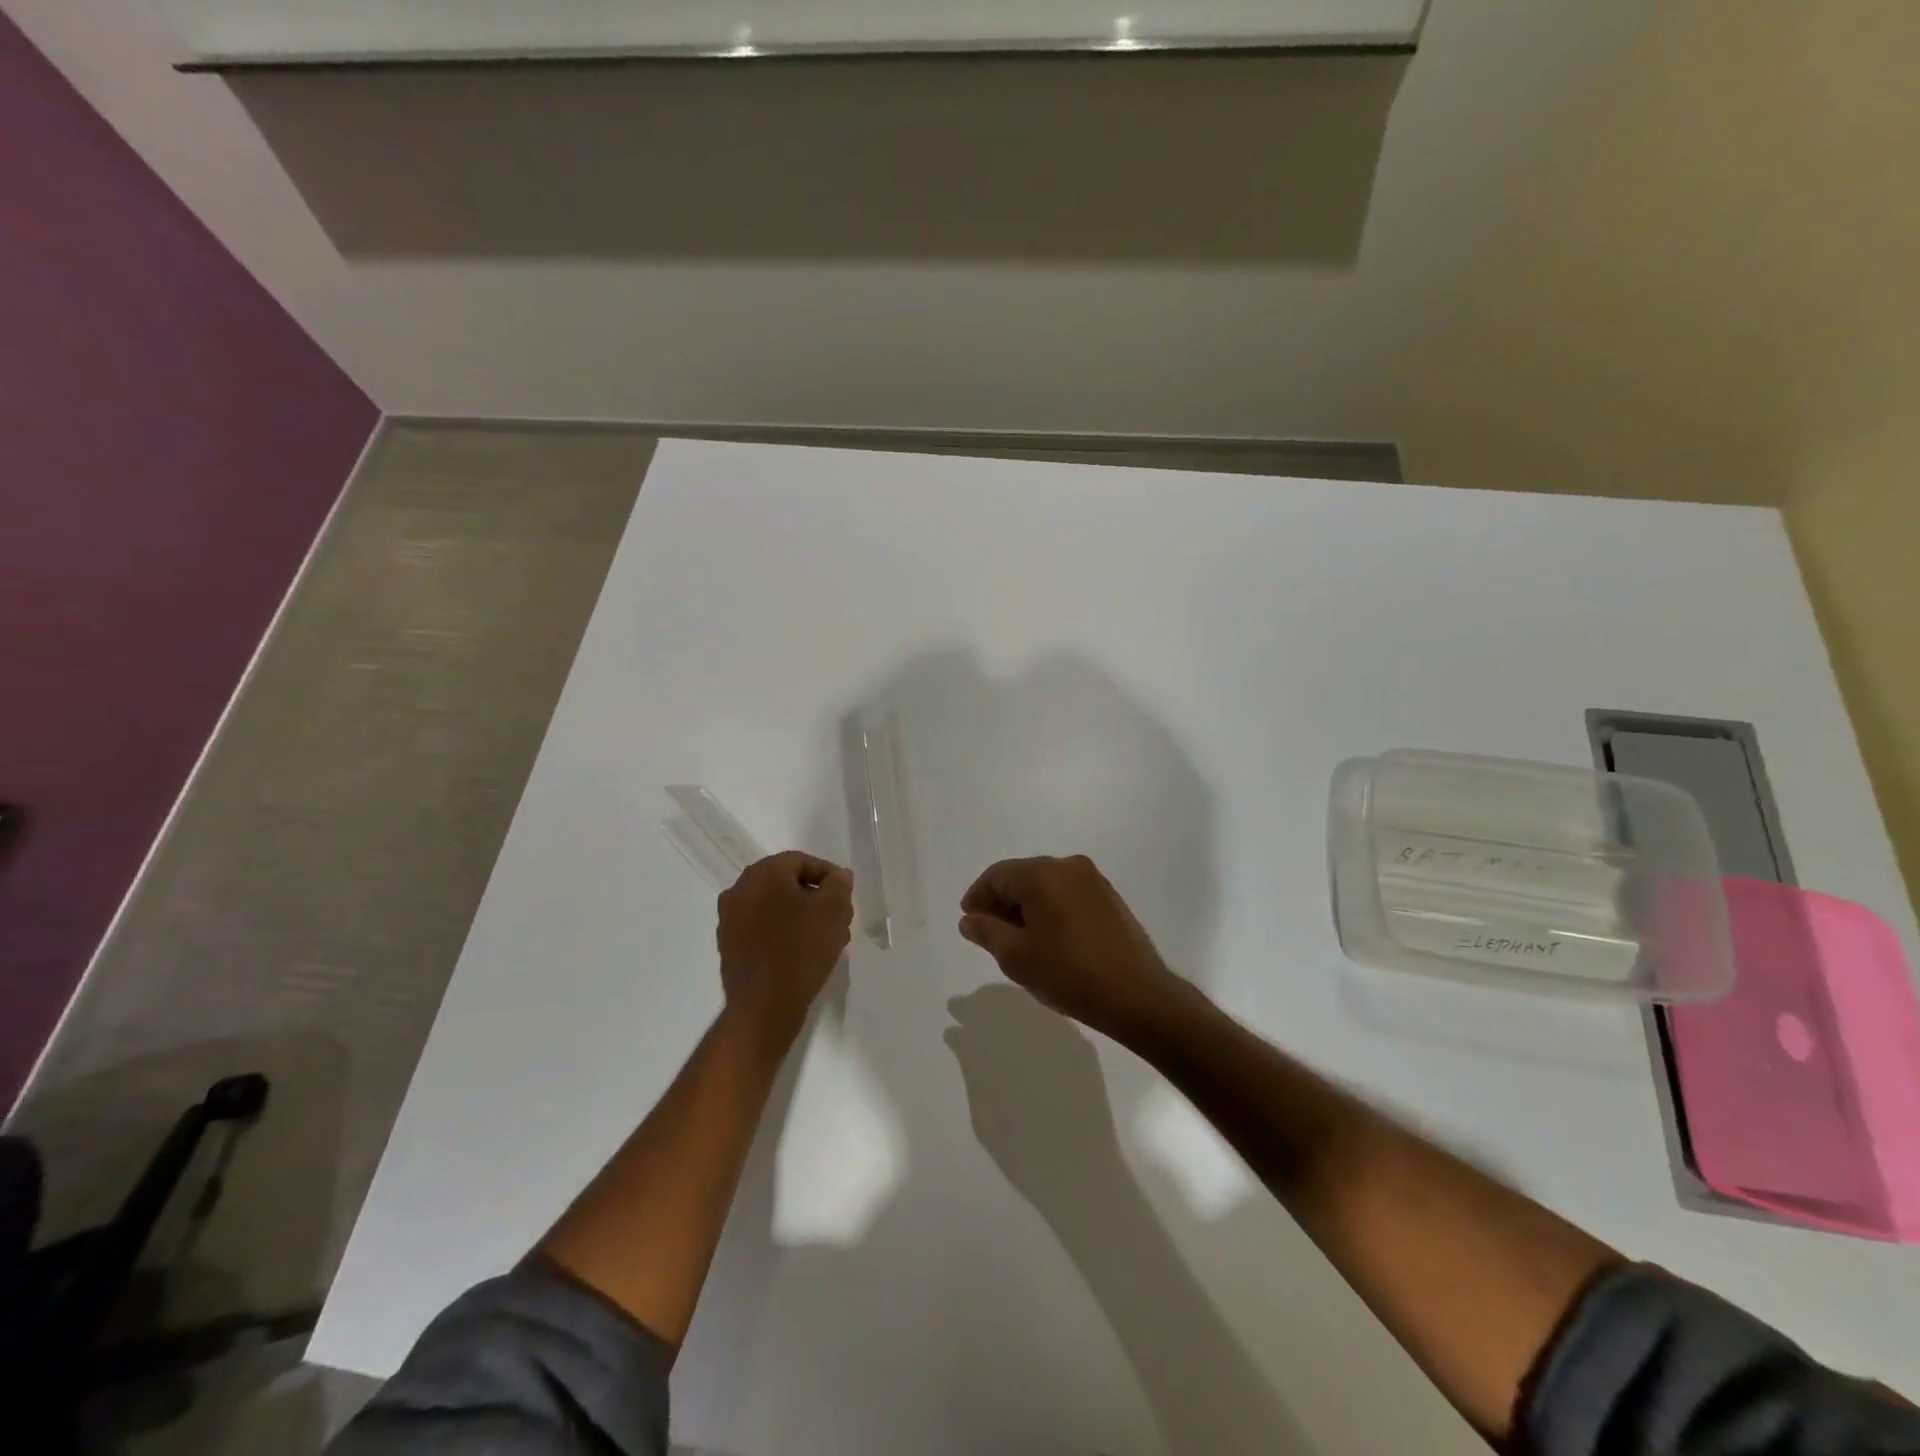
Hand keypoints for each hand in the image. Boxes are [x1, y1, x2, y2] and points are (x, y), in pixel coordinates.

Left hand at [718, 851, 853, 1048]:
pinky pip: (762, 930)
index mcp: (762, 873)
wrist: (764, 1006)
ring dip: (799, 916)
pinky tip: (801, 954)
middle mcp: (739, 890)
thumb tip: (837, 877)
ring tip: (823, 939)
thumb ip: (839, 885)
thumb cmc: (802, 949)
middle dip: (814, 898)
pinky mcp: (728, 947)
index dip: (828, 876)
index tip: (845, 896)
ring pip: (773, 907)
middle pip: (786, 884)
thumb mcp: (834, 910)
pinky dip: (782, 934)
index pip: (801, 861)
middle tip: (837, 918)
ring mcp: (729, 920)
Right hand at [958, 855, 1186, 1040]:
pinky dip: (1050, 910)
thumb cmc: (1068, 973)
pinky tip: (1047, 940)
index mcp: (1043, 873)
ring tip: (1016, 941)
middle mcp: (1069, 867)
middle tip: (988, 933)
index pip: (998, 875)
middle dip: (1001, 902)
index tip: (968, 921)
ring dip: (1026, 907)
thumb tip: (969, 920)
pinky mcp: (1110, 899)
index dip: (978, 896)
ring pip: (1047, 886)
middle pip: (1023, 876)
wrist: (1136, 995)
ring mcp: (1094, 881)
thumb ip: (987, 932)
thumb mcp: (1016, 957)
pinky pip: (1068, 895)